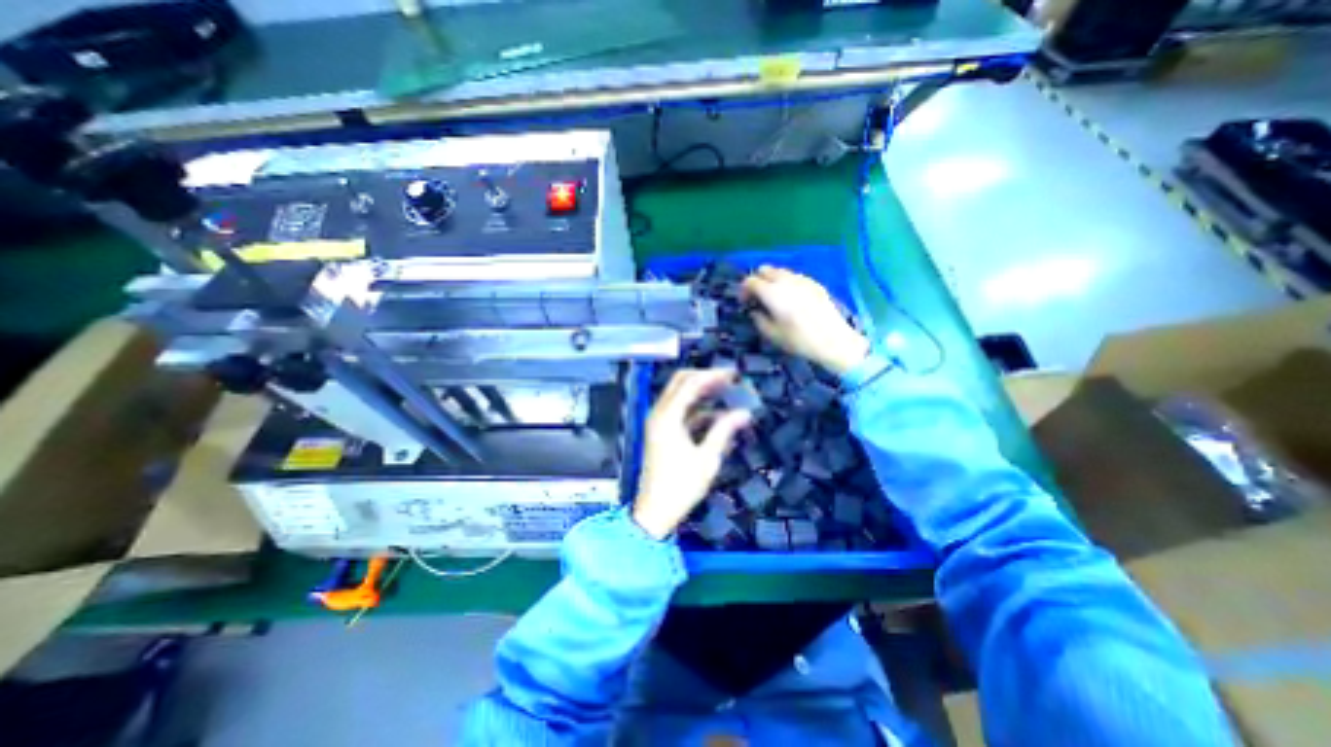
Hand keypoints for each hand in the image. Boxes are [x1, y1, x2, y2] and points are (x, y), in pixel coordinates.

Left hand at [630, 370, 747, 540]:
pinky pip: (680, 413)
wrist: (655, 511)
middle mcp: (659, 413)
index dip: (713, 375)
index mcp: (668, 416)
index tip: (734, 374)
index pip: (690, 383)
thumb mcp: (707, 458)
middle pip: (681, 383)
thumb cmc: (681, 486)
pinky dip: (698, 411)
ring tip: (728, 394)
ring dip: (703, 393)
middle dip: (706, 378)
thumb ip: (724, 430)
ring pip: (681, 396)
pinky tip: (719, 417)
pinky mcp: (662, 432)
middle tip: (730, 380)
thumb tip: (745, 412)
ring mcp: (659, 422)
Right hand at [739, 265, 873, 377]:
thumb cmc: (799, 340)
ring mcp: (802, 279)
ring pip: (780, 271)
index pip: (750, 281)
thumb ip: (759, 319)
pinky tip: (792, 300)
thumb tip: (755, 311)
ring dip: (772, 280)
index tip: (745, 302)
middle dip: (758, 280)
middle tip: (758, 297)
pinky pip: (794, 276)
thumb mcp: (772, 334)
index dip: (743, 290)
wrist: (833, 340)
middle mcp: (786, 281)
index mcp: (772, 293)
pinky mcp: (814, 283)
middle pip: (765, 269)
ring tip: (775, 298)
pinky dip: (787, 283)